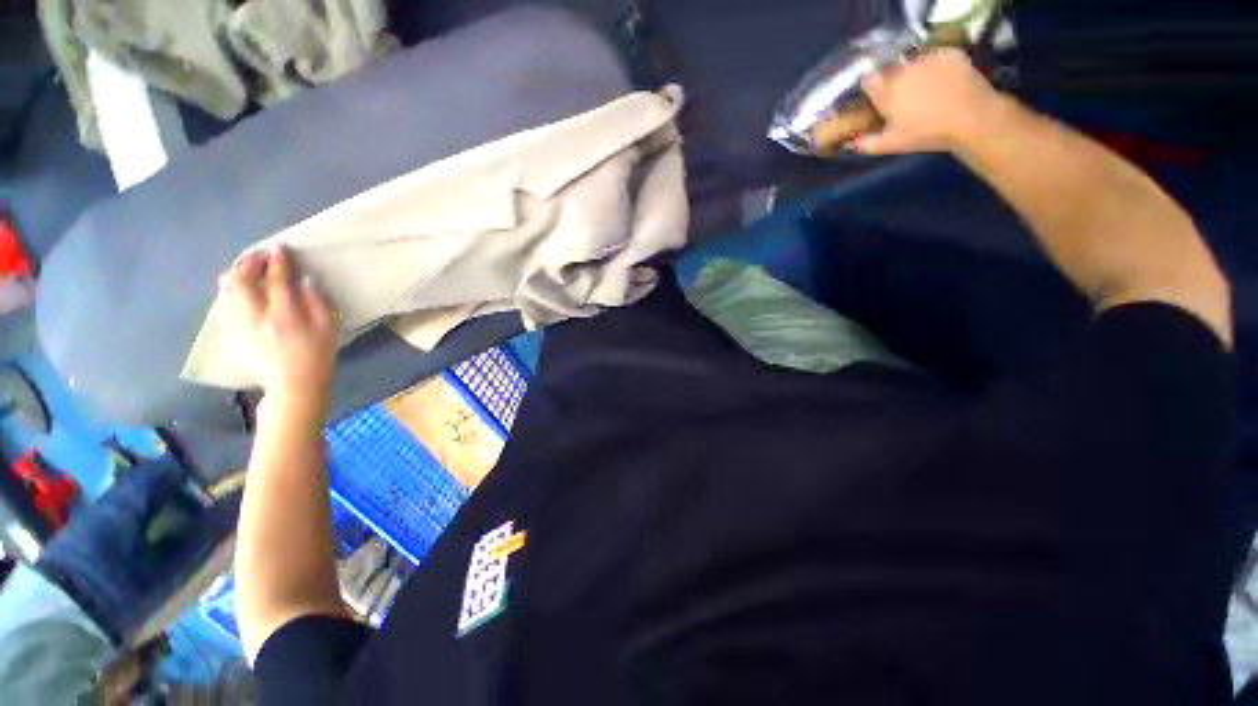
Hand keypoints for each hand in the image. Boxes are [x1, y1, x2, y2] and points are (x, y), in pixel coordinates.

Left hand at [220, 244, 336, 408]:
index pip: (278, 281)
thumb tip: (305, 281)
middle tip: (259, 255)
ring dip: (235, 274)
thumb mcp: (327, 330)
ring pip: (227, 292)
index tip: (279, 247)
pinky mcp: (235, 332)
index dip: (279, 262)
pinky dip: (229, 290)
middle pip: (242, 282)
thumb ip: (317, 303)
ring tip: (245, 266)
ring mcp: (242, 325)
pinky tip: (237, 286)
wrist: (293, 385)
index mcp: (284, 316)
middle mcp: (257, 317)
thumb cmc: (317, 356)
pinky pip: (225, 304)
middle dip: (249, 264)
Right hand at [851, 48, 1001, 155]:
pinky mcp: (949, 54)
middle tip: (904, 98)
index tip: (875, 96)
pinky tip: (944, 81)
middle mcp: (903, 70)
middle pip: (891, 70)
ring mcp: (927, 59)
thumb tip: (849, 143)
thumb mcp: (891, 144)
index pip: (868, 80)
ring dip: (916, 73)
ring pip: (914, 63)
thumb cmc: (926, 133)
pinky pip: (937, 57)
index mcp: (886, 91)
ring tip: (927, 90)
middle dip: (894, 81)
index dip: (870, 87)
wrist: (970, 118)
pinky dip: (938, 67)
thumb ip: (866, 143)